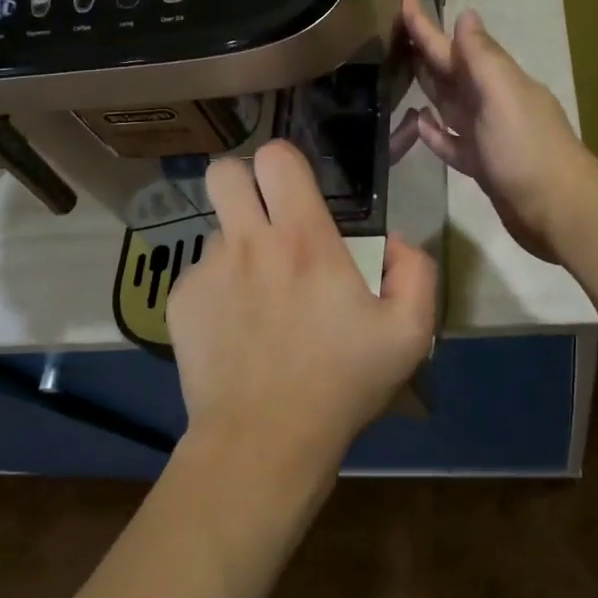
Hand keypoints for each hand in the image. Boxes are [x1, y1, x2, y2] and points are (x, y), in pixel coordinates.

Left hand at [166, 141, 437, 486]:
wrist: (264, 440)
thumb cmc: (341, 383)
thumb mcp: (409, 334)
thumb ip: (416, 273)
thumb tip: (397, 241)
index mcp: (303, 239)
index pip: (277, 158)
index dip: (286, 163)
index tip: (298, 190)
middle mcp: (248, 243)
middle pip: (224, 172)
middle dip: (244, 183)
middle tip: (265, 218)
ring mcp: (207, 272)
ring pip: (216, 231)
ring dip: (238, 248)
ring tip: (259, 297)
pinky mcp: (181, 303)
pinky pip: (200, 275)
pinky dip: (218, 290)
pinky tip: (236, 329)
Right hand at [401, 0, 593, 262]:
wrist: (557, 209)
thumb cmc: (526, 149)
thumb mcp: (503, 95)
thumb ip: (483, 57)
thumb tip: (465, 16)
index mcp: (496, 82)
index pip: (454, 47)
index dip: (428, 27)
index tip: (405, 0)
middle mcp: (491, 103)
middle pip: (451, 72)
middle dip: (426, 51)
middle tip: (395, 32)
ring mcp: (486, 135)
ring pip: (449, 104)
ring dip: (428, 88)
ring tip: (401, 73)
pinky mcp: (481, 166)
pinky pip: (451, 142)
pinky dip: (434, 132)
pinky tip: (418, 125)